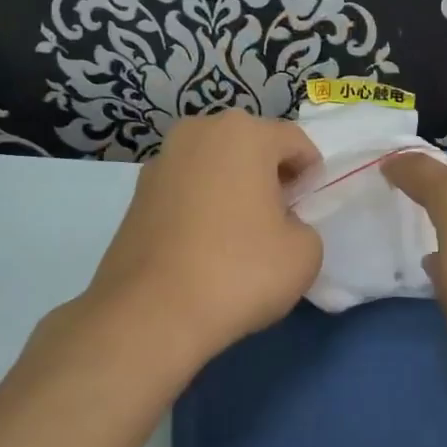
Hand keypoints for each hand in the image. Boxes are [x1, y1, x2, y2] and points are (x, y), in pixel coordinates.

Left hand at [78, 111, 321, 371]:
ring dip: (232, 189)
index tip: (309, 210)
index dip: (310, 175)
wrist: (150, 314)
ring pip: (214, 166)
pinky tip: (204, 248)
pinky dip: (201, 206)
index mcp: (244, 133)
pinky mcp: (136, 194)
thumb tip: (280, 226)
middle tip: (279, 220)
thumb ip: (304, 226)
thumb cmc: (239, 271)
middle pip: (250, 146)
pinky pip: (185, 190)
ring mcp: (161, 162)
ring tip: (238, 235)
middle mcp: (199, 132)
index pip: (294, 141)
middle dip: (269, 176)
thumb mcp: (305, 253)